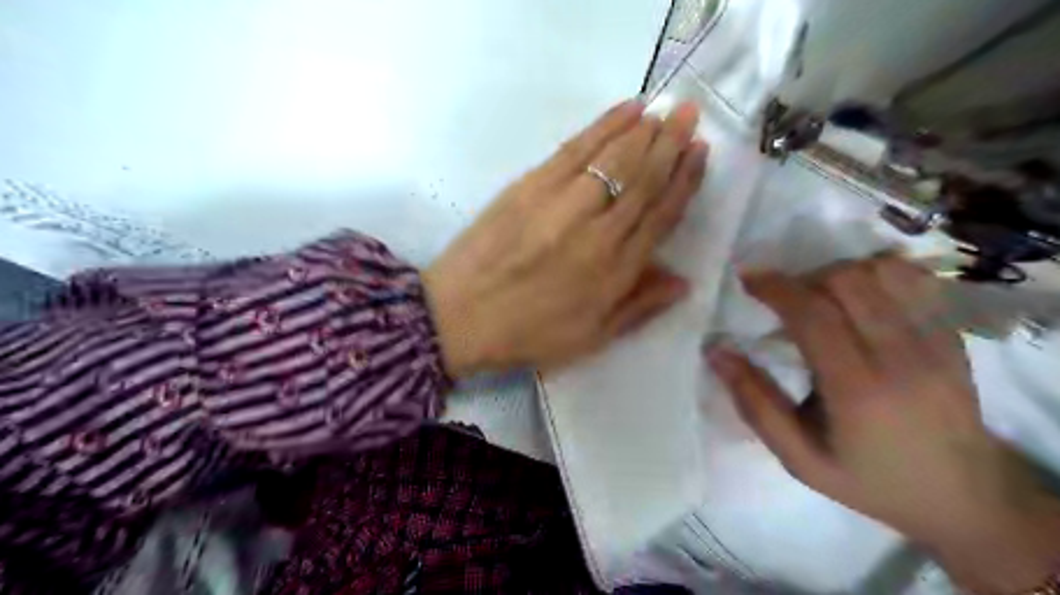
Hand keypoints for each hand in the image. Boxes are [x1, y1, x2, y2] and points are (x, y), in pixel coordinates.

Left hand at [421, 98, 700, 376]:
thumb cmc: (527, 335)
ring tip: (664, 111)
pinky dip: (602, 127)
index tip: (701, 155)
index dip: (684, 183)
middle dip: (671, 145)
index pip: (660, 217)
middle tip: (690, 116)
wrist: (457, 317)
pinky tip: (623, 113)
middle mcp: (596, 232)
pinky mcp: (529, 187)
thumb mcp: (590, 338)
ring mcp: (561, 204)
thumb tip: (684, 281)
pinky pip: (574, 149)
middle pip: (642, 180)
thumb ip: (638, 307)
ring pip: (613, 159)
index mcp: (613, 271)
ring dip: (643, 131)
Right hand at [706, 256, 1059, 593]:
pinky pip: (915, 281)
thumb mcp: (798, 458)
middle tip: (782, 299)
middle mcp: (903, 358)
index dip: (775, 288)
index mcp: (859, 391)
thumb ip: (755, 403)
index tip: (747, 278)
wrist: (964, 498)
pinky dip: (877, 274)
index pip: (813, 315)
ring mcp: (937, 343)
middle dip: (803, 278)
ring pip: (883, 272)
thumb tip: (715, 351)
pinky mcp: (955, 336)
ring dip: (838, 273)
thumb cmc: (869, 480)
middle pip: (847, 282)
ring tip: (819, 297)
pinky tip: (858, 296)